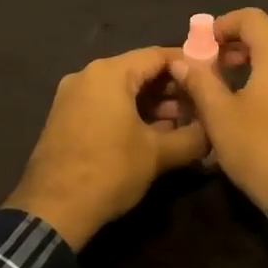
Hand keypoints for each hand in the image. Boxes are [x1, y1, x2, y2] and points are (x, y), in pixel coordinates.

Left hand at [7, 46, 209, 248]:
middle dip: (171, 88)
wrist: (52, 211)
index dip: (188, 65)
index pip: (157, 55)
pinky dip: (129, 112)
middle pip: (138, 71)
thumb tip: (214, 132)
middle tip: (200, 105)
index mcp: (109, 73)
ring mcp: (72, 96)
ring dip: (152, 103)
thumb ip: (192, 137)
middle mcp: (88, 75)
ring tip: (181, 124)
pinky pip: (104, 103)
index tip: (211, 77)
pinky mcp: (65, 117)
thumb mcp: (158, 155)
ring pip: (121, 89)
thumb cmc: (109, 171)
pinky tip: (152, 133)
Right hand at [169, 7, 267, 209]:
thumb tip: (181, 61)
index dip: (223, 24)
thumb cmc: (259, 145)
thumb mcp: (220, 115)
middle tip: (213, 63)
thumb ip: (200, 82)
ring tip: (229, 83)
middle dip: (238, 43)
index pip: (250, 17)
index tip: (202, 44)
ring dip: (254, 60)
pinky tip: (253, 103)